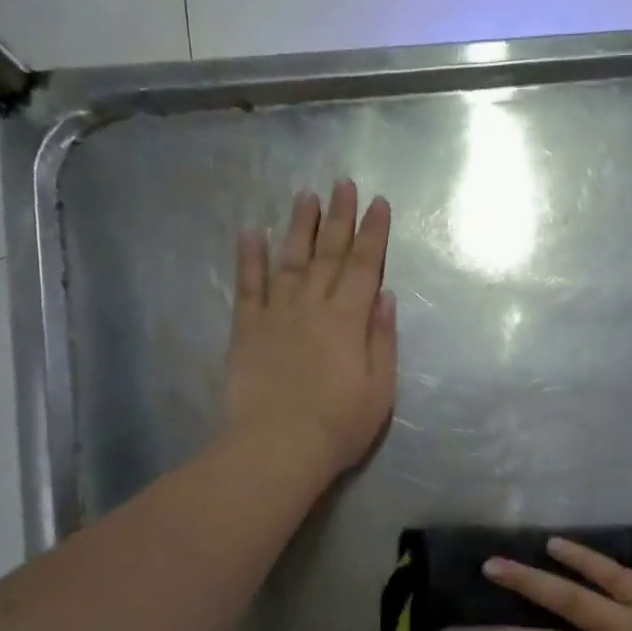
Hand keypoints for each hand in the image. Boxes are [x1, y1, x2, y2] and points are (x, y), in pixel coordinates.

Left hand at [224, 180, 397, 480]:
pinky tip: (251, 233)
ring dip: (299, 226)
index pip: (364, 266)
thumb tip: (385, 296)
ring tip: (305, 196)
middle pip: (328, 254)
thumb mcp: (380, 388)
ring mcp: (276, 315)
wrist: (278, 447)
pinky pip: (247, 287)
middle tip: (343, 183)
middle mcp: (312, 306)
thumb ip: (382, 339)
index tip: (378, 203)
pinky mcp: (246, 330)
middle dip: (339, 217)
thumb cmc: (340, 425)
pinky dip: (249, 259)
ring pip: (290, 260)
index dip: (373, 234)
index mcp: (349, 320)